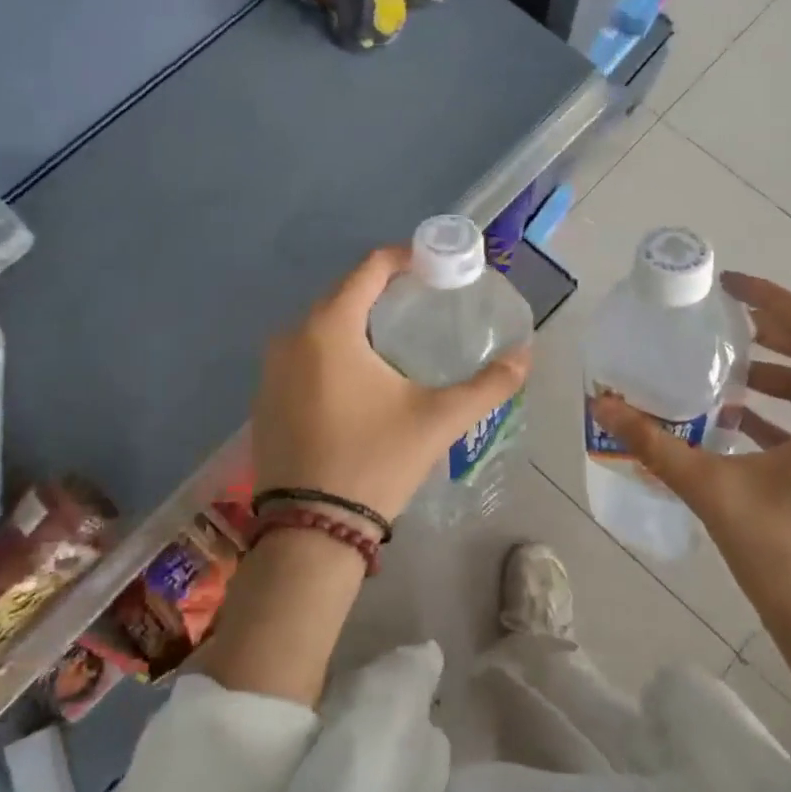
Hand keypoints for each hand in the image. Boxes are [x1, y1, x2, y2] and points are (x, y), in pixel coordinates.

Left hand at [251, 246, 530, 523]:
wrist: (310, 532)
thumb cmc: (375, 462)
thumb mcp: (438, 419)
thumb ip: (488, 384)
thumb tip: (526, 357)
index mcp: (329, 327)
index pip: (370, 268)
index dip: (406, 259)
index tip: (436, 267)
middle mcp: (291, 336)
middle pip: (344, 294)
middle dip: (384, 292)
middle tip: (424, 303)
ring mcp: (271, 368)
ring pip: (321, 326)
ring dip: (357, 323)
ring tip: (398, 340)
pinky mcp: (264, 397)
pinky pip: (303, 355)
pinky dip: (333, 353)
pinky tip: (359, 379)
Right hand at [590, 273, 790, 649]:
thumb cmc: (780, 553)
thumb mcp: (711, 489)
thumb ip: (655, 445)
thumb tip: (604, 407)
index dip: (774, 300)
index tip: (730, 288)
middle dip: (769, 335)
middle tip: (720, 323)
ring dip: (770, 378)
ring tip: (720, 374)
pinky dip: (774, 417)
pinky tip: (730, 426)